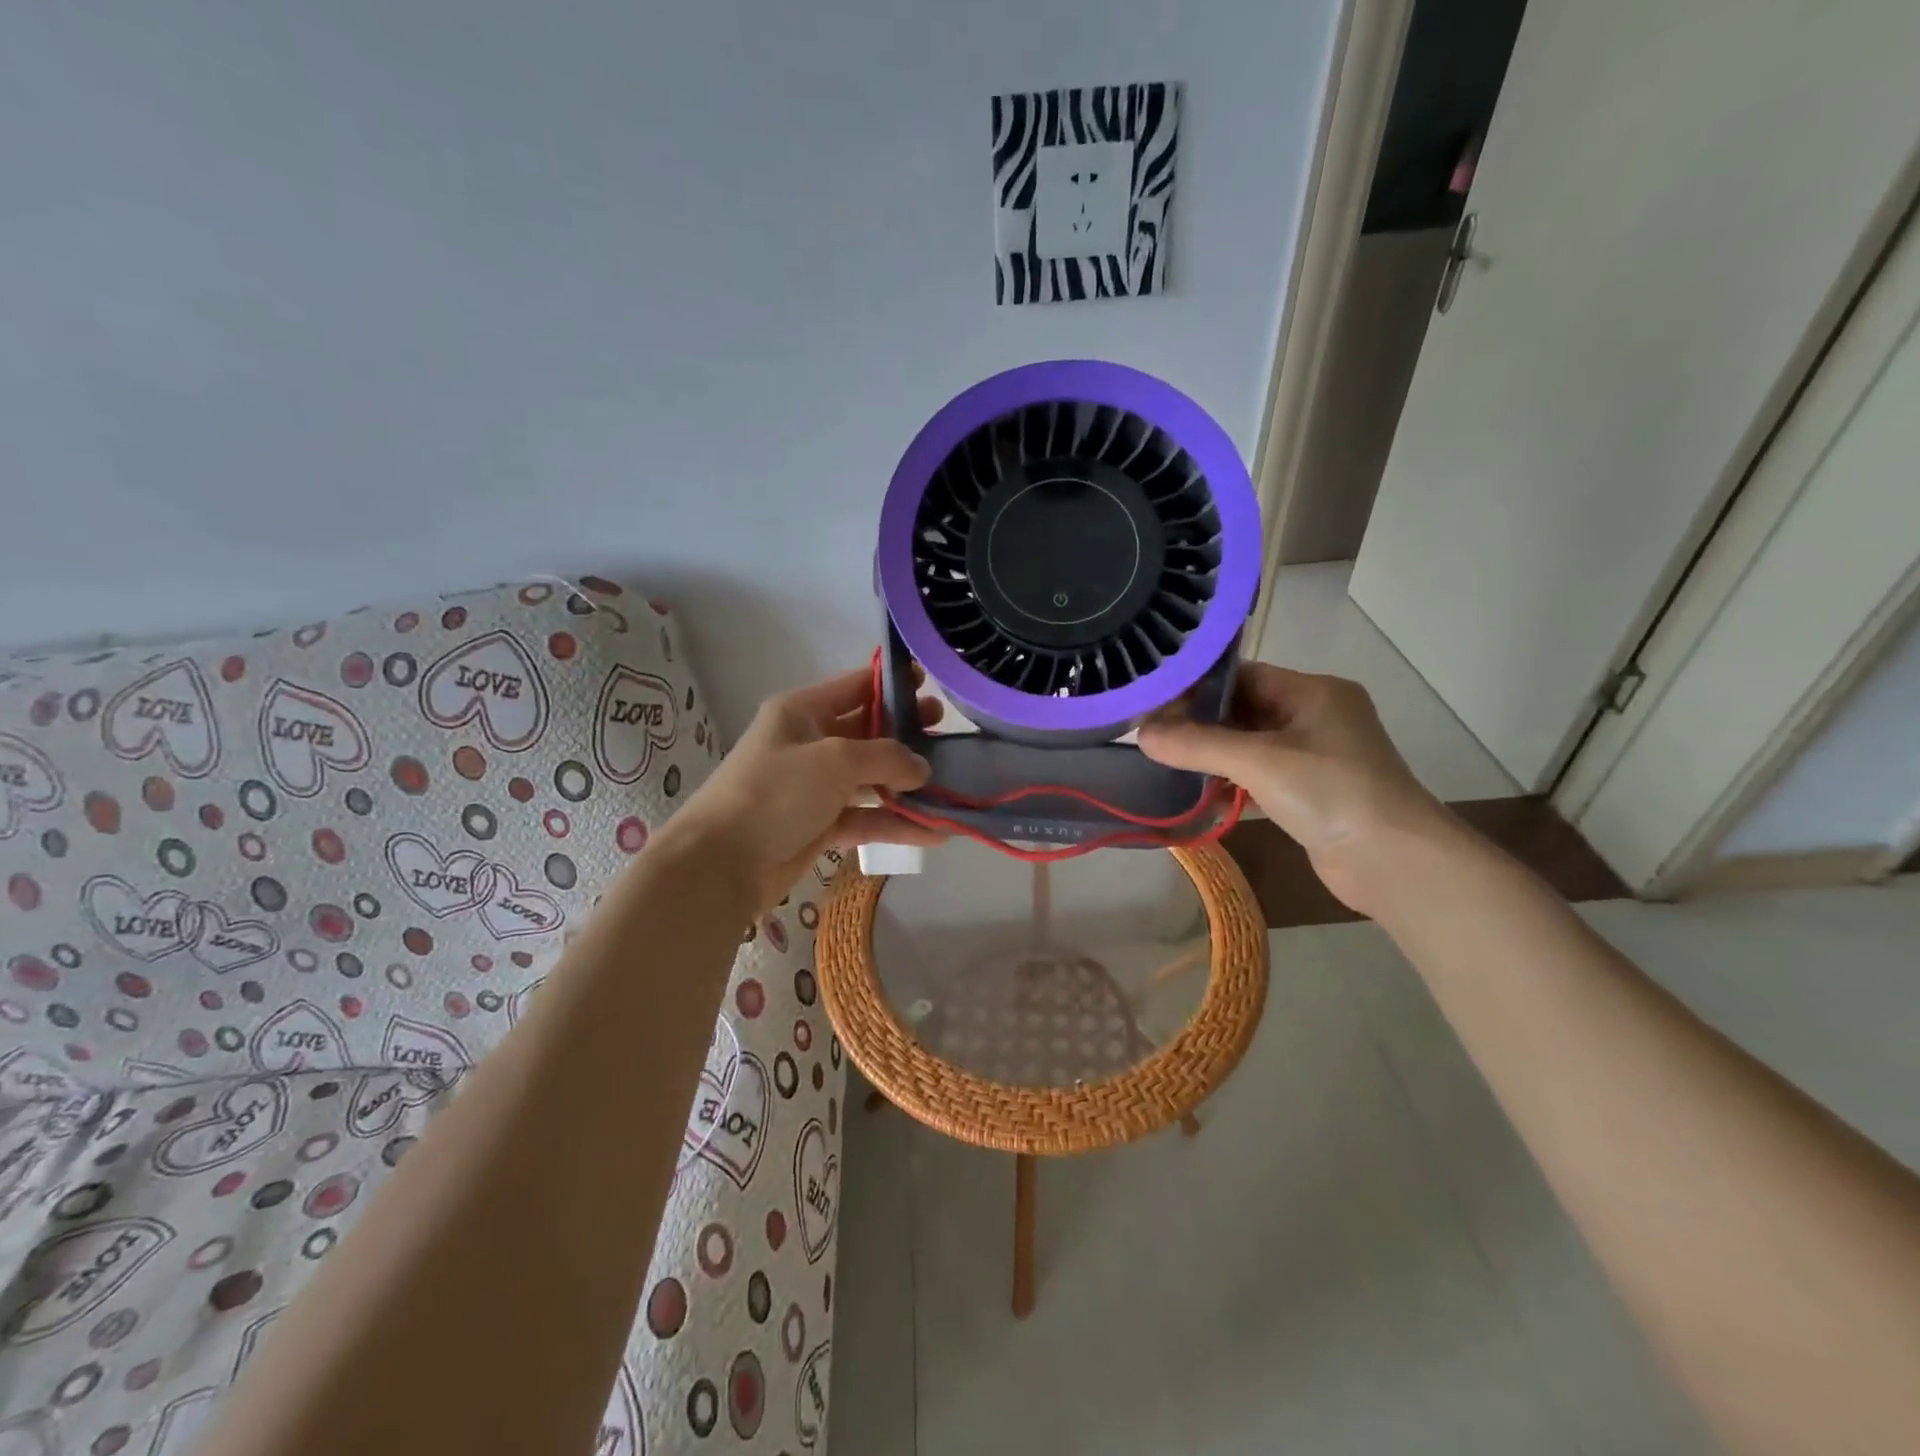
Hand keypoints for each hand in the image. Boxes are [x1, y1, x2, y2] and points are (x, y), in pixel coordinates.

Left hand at [660, 666, 947, 909]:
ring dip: (907, 783)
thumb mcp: (835, 760)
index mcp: (802, 712)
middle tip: (947, 734)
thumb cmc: (776, 792)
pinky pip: (866, 818)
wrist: (722, 863)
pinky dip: (896, 823)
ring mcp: (814, 787)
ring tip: (951, 783)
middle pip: (867, 732)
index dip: (892, 684)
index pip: (855, 686)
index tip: (931, 684)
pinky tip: (935, 832)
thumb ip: (886, 757)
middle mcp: (809, 744)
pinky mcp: (820, 826)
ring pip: (870, 779)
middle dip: (907, 734)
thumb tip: (922, 767)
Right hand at [1138, 664, 1450, 914]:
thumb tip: (1141, 734)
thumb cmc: (1330, 792)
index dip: (1197, 685)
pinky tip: (1197, 790)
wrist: (1394, 861)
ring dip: (1212, 752)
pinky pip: (1260, 774)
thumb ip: (1197, 745)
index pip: (1243, 675)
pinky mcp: (1311, 791)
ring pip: (1250, 743)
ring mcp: (1315, 755)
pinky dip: (1230, 779)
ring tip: (1164, 757)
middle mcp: (1316, 716)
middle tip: (1150, 731)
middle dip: (1199, 721)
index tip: (1153, 699)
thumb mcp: (1258, 761)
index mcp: (1313, 692)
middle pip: (1244, 708)